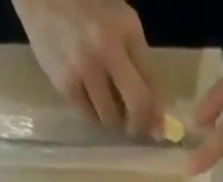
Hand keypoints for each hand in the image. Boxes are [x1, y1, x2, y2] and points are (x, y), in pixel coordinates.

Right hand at [14, 0, 161, 134]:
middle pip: (137, 105)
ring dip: (113, 120)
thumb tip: (154, 116)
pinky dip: (93, 114)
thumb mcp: (118, 17)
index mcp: (126, 27)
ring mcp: (84, 67)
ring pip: (111, 117)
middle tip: (134, 127)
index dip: (157, 111)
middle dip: (139, 124)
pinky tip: (90, 98)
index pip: (152, 82)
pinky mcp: (65, 82)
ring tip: (108, 105)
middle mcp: (108, 47)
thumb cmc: (84, 2)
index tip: (157, 128)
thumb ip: (137, 59)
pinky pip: (88, 116)